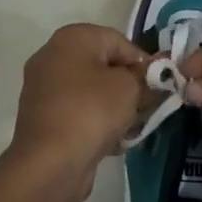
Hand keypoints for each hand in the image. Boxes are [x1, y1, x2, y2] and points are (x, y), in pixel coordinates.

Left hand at [5, 24, 151, 201]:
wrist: (49, 163)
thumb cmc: (92, 111)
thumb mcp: (130, 87)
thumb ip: (145, 76)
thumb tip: (152, 74)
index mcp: (71, 38)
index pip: (119, 41)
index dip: (143, 62)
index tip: (159, 86)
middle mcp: (53, 56)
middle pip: (104, 66)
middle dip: (129, 86)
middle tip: (147, 107)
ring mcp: (44, 88)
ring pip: (92, 91)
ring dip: (115, 107)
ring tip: (132, 128)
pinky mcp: (43, 117)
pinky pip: (79, 111)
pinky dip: (96, 122)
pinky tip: (113, 142)